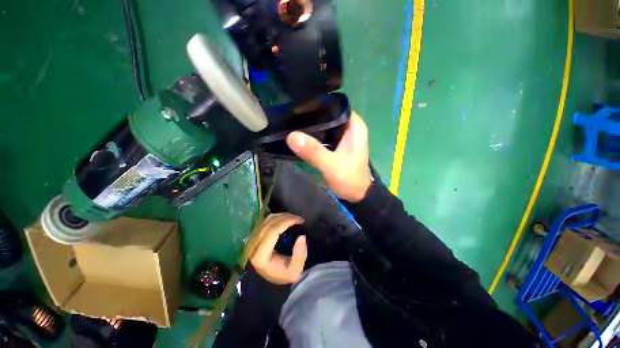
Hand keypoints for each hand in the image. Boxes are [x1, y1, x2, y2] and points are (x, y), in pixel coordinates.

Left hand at [249, 213, 307, 284]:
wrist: (271, 279)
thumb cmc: (282, 274)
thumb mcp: (295, 271)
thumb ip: (300, 255)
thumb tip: (301, 237)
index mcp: (260, 256)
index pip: (272, 231)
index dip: (286, 222)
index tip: (300, 220)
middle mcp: (252, 246)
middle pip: (269, 223)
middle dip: (286, 217)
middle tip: (299, 218)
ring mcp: (252, 240)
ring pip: (267, 220)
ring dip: (282, 216)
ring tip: (294, 218)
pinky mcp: (254, 236)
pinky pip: (265, 220)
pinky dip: (277, 217)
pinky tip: (285, 218)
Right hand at [286, 112, 371, 202]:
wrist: (357, 195)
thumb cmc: (349, 179)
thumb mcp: (331, 165)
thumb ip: (313, 151)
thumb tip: (291, 135)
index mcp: (354, 125)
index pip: (334, 105)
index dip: (317, 103)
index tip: (298, 105)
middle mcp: (350, 126)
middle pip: (328, 114)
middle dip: (311, 115)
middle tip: (291, 115)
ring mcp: (344, 135)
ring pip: (325, 124)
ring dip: (312, 126)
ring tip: (292, 122)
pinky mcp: (339, 144)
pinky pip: (324, 134)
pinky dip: (314, 135)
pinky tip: (302, 135)